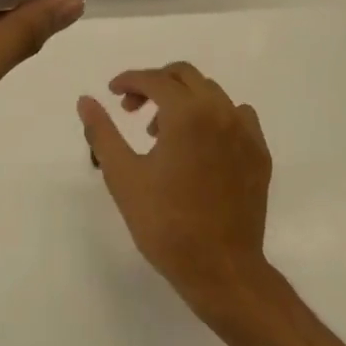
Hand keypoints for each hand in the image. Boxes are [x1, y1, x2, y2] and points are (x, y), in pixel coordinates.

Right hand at [78, 62, 274, 321]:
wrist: (221, 269)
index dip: (129, 80)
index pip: (155, 79)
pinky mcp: (260, 153)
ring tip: (161, 134)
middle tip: (131, 110)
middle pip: (186, 76)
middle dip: (155, 84)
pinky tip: (199, 145)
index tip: (112, 93)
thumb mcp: (123, 176)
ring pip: (212, 94)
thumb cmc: (165, 224)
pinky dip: (213, 117)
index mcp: (187, 113)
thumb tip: (86, 100)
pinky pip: (237, 116)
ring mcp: (246, 132)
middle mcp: (221, 112)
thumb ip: (102, 132)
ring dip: (183, 100)